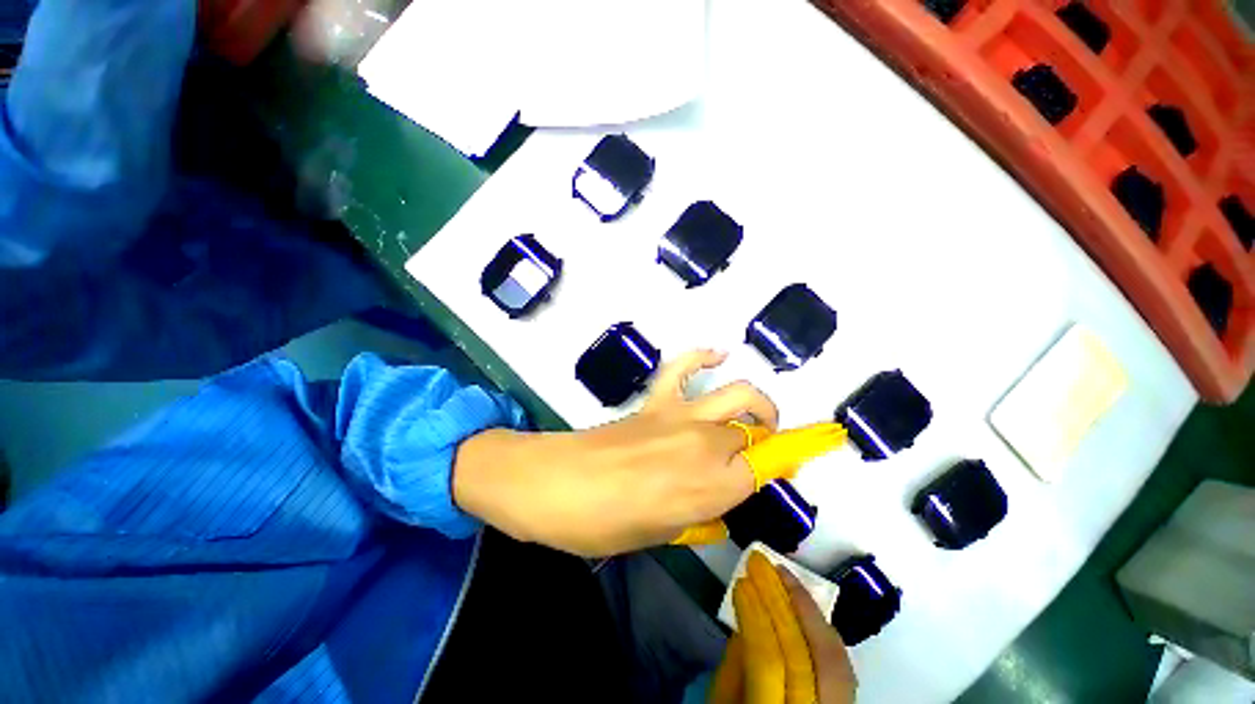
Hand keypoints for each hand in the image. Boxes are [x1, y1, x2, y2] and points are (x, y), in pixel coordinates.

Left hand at [451, 350, 776, 555]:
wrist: (553, 483)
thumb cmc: (602, 523)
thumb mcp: (659, 535)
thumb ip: (697, 515)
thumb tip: (716, 502)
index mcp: (707, 488)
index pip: (760, 473)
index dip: (768, 474)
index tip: (769, 476)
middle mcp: (703, 445)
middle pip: (751, 436)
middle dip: (757, 448)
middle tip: (751, 461)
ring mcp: (679, 415)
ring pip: (737, 396)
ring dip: (758, 404)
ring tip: (761, 415)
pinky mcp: (655, 400)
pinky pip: (683, 367)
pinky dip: (703, 356)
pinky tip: (718, 355)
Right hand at [711, 552, 856, 703]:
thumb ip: (736, 668)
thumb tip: (747, 617)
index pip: (771, 663)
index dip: (756, 616)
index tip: (742, 580)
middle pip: (811, 657)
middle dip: (787, 602)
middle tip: (766, 564)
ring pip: (836, 661)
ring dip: (810, 612)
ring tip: (787, 577)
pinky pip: (842, 667)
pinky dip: (824, 633)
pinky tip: (807, 609)